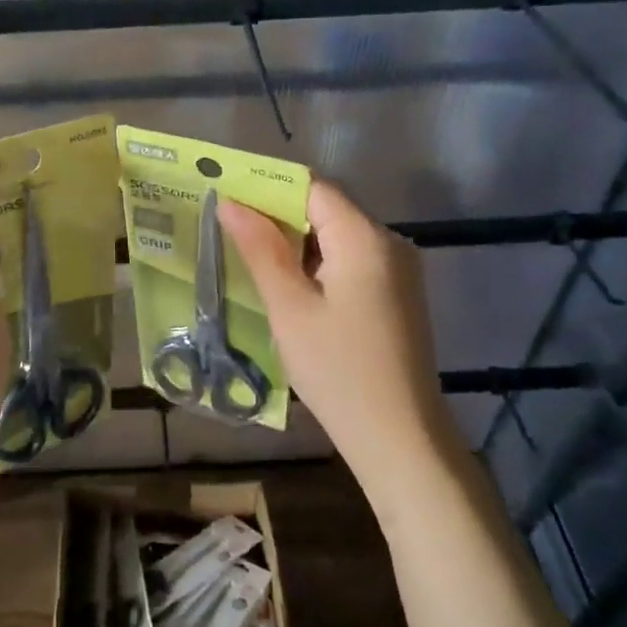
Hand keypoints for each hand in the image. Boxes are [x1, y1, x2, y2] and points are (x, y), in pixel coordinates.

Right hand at [219, 180, 457, 502]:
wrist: (399, 438)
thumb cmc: (337, 369)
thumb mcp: (289, 307)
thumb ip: (261, 249)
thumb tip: (231, 203)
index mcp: (365, 238)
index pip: (312, 189)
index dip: (268, 189)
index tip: (227, 200)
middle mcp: (389, 243)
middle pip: (326, 211)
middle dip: (278, 218)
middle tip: (228, 232)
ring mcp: (398, 272)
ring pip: (337, 240)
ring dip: (296, 246)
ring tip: (249, 260)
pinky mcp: (397, 298)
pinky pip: (351, 265)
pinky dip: (317, 268)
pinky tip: (289, 291)